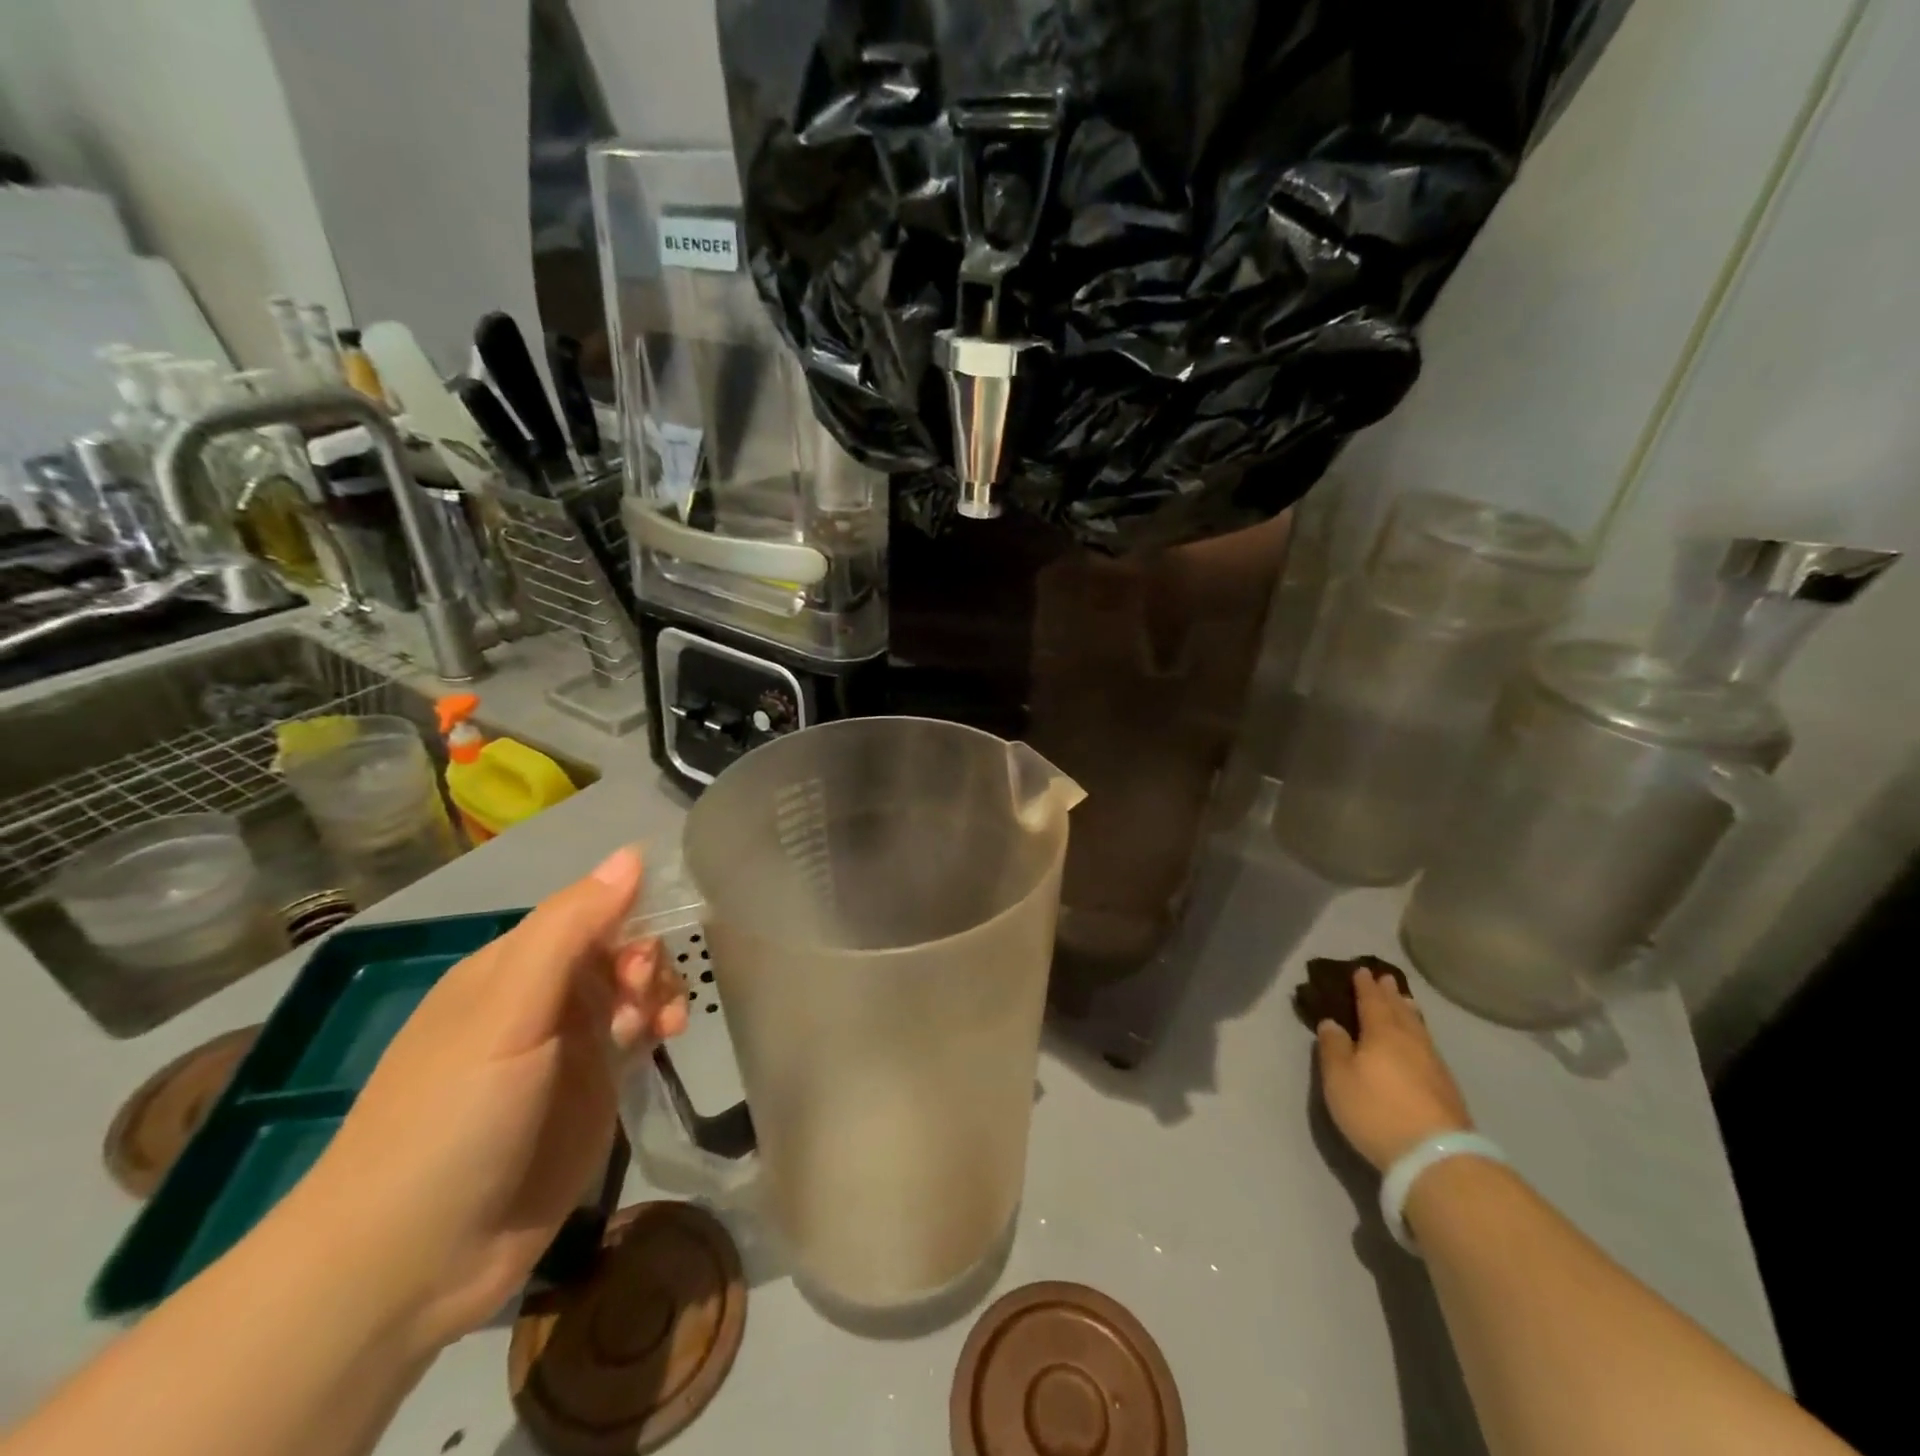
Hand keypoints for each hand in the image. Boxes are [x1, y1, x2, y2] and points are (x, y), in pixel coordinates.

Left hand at [283, 847, 687, 1351]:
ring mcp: (568, 1047)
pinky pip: (637, 1034)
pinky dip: (658, 1025)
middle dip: (645, 960)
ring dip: (658, 991)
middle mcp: (542, 999)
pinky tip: (667, 1039)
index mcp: (510, 968)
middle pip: (617, 947)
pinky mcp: (591, 1091)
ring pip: (633, 988)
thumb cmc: (451, 1118)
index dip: (629, 914)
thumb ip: (571, 929)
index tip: (648, 948)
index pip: (587, 910)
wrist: (409, 1264)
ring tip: (663, 1025)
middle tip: (642, 999)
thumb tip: (632, 854)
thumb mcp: (508, 1012)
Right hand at [1316, 968, 1471, 1171]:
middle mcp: (1410, 1042)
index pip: (1372, 1002)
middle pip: (1399, 1011)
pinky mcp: (1447, 1089)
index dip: (1365, 986)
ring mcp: (1433, 1065)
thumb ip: (1333, 1048)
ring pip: (1418, 1029)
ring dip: (1409, 1012)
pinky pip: (1429, 1046)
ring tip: (1405, 1002)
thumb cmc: (1376, 1110)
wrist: (1436, 1155)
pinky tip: (1420, 1042)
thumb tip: (1332, 1023)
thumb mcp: (1339, 1078)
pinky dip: (1420, 1035)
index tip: (1362, 970)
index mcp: (1382, 1033)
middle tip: (1386, 978)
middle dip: (1390, 994)